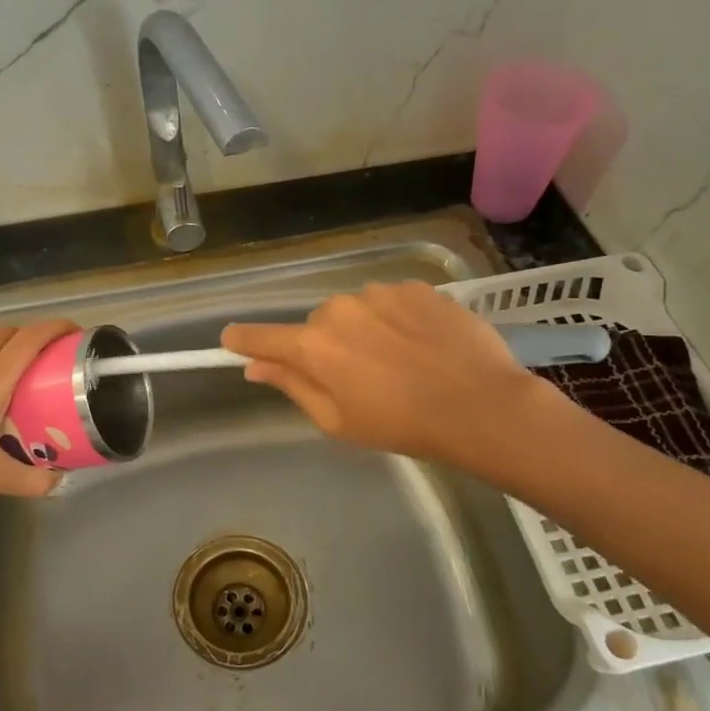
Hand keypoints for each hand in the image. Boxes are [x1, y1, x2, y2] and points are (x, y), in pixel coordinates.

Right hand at [222, 282, 543, 466]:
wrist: (480, 405)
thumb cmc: (402, 424)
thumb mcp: (338, 420)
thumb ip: (292, 386)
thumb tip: (254, 367)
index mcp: (315, 345)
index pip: (262, 337)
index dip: (243, 339)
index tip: (229, 339)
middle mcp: (340, 309)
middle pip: (317, 326)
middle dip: (327, 347)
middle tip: (358, 379)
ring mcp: (380, 292)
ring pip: (356, 311)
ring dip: (365, 331)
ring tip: (399, 362)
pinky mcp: (416, 287)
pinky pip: (391, 302)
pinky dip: (397, 320)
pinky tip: (422, 345)